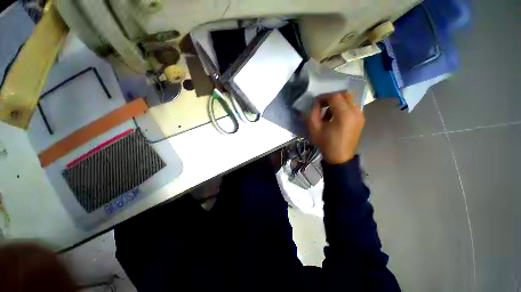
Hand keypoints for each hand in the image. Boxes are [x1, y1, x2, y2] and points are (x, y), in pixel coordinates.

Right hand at [305, 91, 364, 164]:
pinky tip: (335, 117)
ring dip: (337, 102)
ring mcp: (360, 115)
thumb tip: (315, 103)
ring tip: (328, 113)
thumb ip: (313, 113)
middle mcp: (355, 112)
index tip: (316, 102)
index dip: (323, 97)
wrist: (340, 157)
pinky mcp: (361, 119)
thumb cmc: (326, 144)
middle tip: (322, 104)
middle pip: (344, 94)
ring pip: (349, 99)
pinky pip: (352, 106)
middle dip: (331, 97)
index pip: (334, 96)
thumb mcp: (314, 129)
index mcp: (344, 115)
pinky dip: (343, 107)